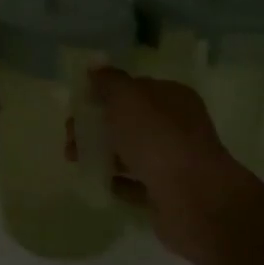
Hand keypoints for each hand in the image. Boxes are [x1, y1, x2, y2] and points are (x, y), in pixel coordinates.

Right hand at [91, 67, 235, 260]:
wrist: (193, 198)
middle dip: (96, 126)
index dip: (105, 93)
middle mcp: (176, 126)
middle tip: (70, 136)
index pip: (135, 88)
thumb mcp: (126, 97)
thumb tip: (96, 65)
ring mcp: (174, 161)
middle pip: (129, 121)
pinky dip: (117, 182)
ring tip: (75, 160)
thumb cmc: (157, 137)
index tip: (78, 105)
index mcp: (172, 97)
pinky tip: (98, 181)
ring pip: (130, 152)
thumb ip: (109, 80)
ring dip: (101, 153)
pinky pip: (136, 184)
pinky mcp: (168, 193)